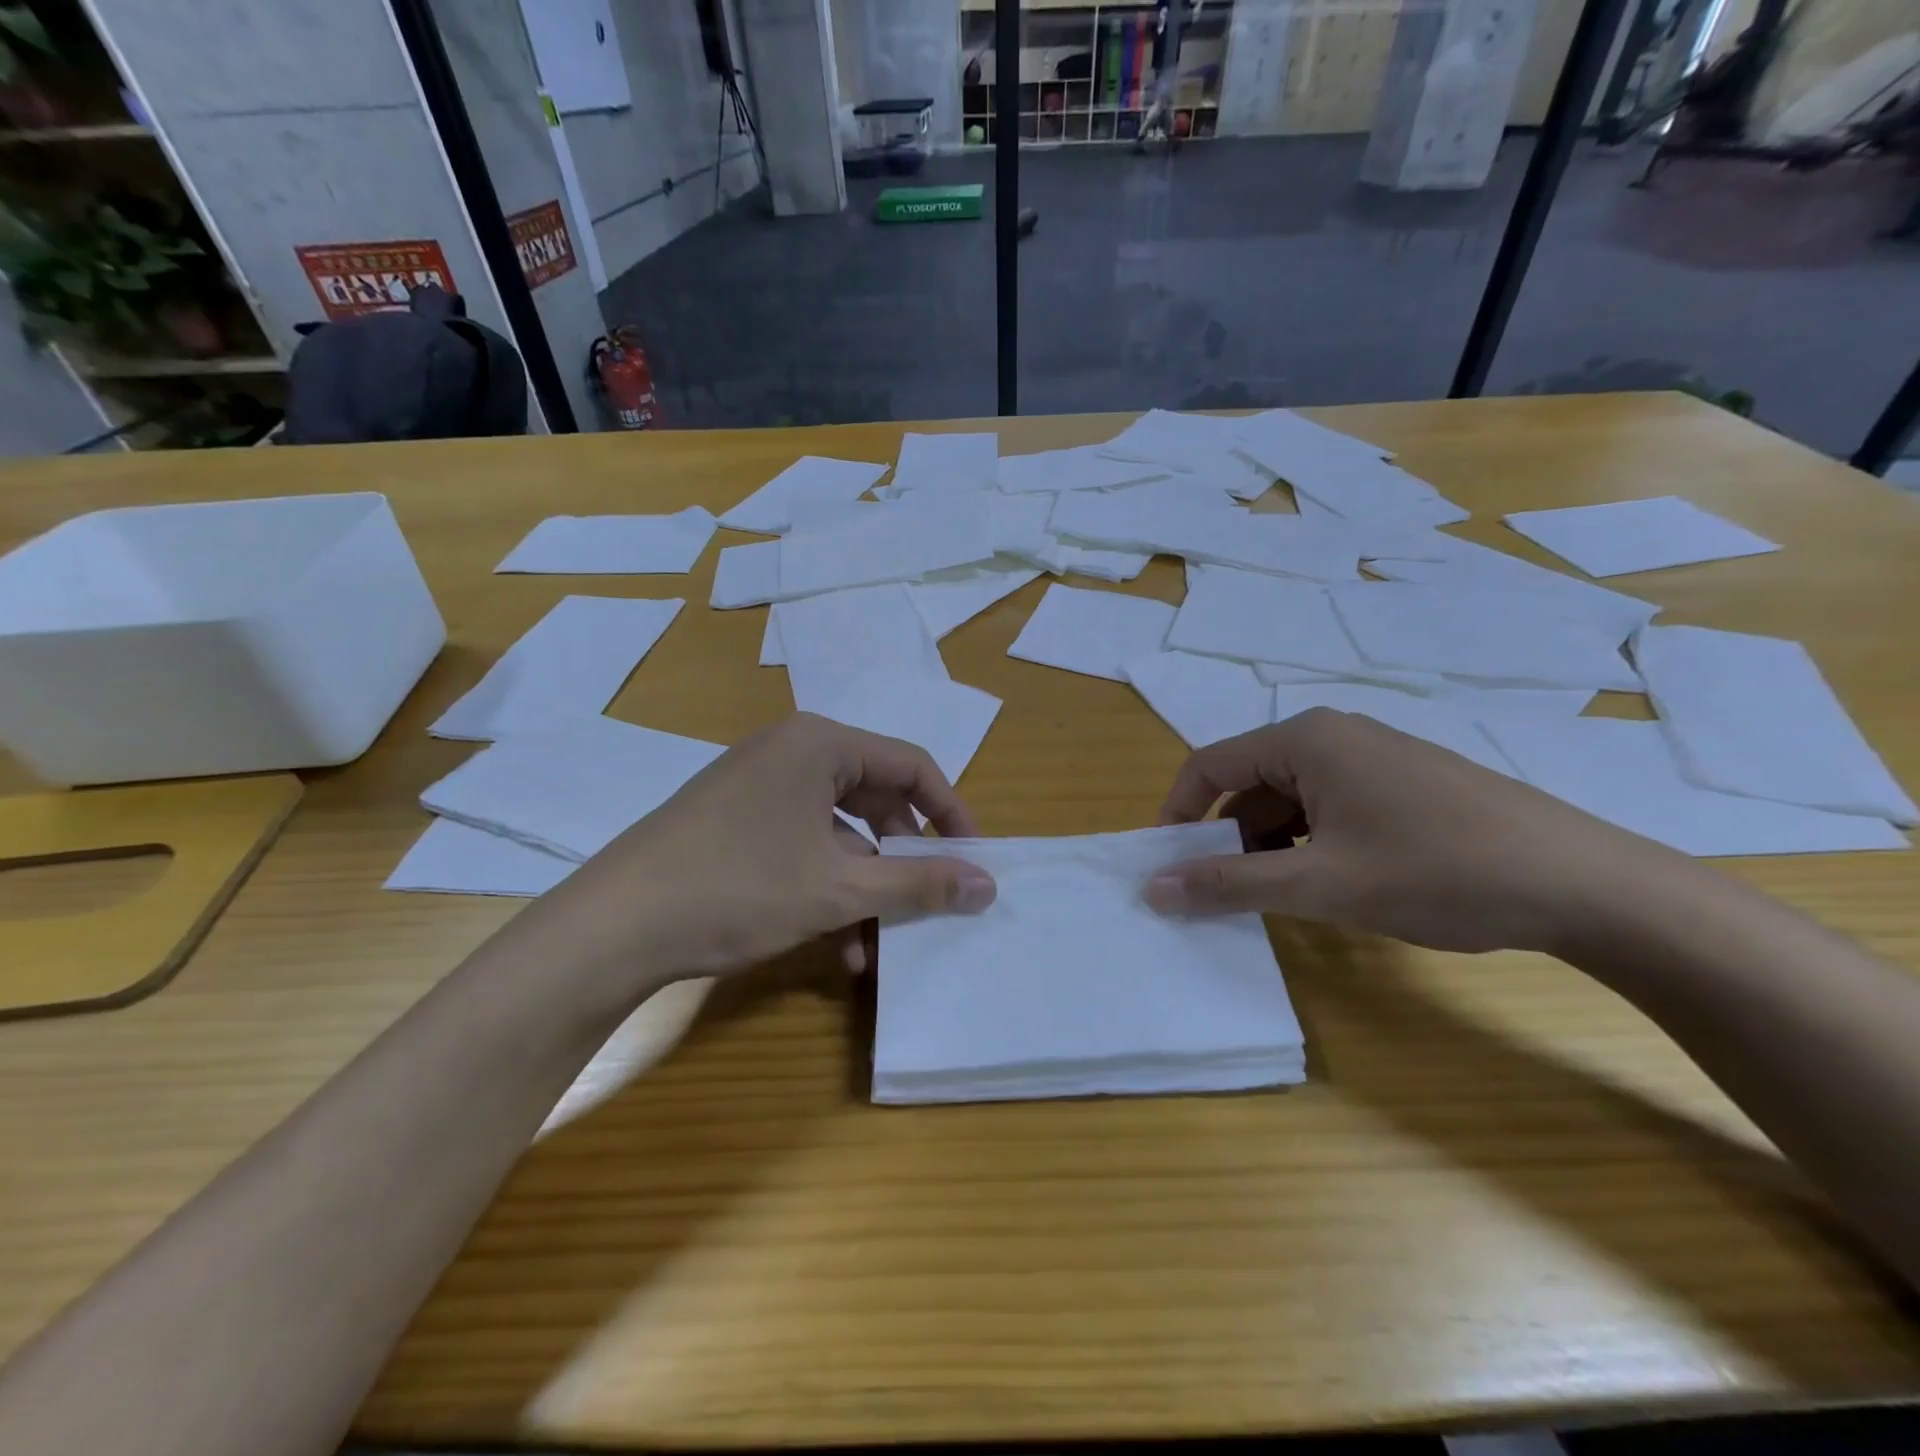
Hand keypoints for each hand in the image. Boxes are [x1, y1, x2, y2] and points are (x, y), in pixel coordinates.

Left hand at [503, 713, 996, 990]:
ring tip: (881, 943)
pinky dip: (828, 889)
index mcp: (820, 744)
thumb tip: (989, 884)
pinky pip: (803, 847)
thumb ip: (920, 883)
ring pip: (840, 833)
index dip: (951, 813)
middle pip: (876, 799)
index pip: (911, 766)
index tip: (973, 860)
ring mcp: (758, 787)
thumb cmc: (738, 888)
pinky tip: (838, 947)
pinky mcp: (735, 822)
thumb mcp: (840, 890)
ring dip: (867, 888)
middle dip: (904, 859)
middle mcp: (791, 753)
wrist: (612, 928)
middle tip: (930, 901)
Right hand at [1146, 708, 1687, 954]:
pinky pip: (1330, 807)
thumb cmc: (1436, 871)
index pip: (1209, 766)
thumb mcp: (1320, 883)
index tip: (1167, 866)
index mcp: (1305, 739)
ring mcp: (1374, 757)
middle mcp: (1335, 734)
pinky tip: (1330, 885)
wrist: (1584, 885)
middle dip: (1228, 838)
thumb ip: (1229, 883)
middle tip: (1223, 893)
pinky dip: (1310, 844)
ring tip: (1281, 897)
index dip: (1178, 814)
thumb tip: (1152, 888)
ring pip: (1291, 799)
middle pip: (1249, 783)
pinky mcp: (1404, 784)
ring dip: (1270, 846)